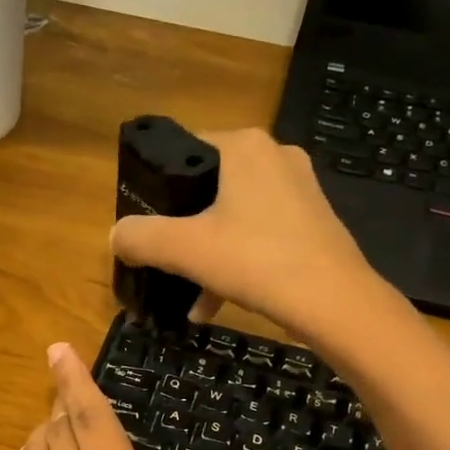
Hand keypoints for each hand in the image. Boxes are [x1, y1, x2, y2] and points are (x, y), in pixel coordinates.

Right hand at [109, 127, 381, 345]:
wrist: (334, 302)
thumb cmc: (255, 261)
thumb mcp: (184, 249)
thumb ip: (140, 237)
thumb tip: (116, 236)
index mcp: (244, 146)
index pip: (184, 148)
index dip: (156, 186)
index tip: (143, 222)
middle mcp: (274, 155)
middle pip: (207, 186)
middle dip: (182, 227)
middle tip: (162, 257)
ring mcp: (299, 189)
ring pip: (233, 215)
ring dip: (205, 253)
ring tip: (186, 293)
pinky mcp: (313, 221)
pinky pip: (259, 234)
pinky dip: (234, 262)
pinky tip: (213, 304)